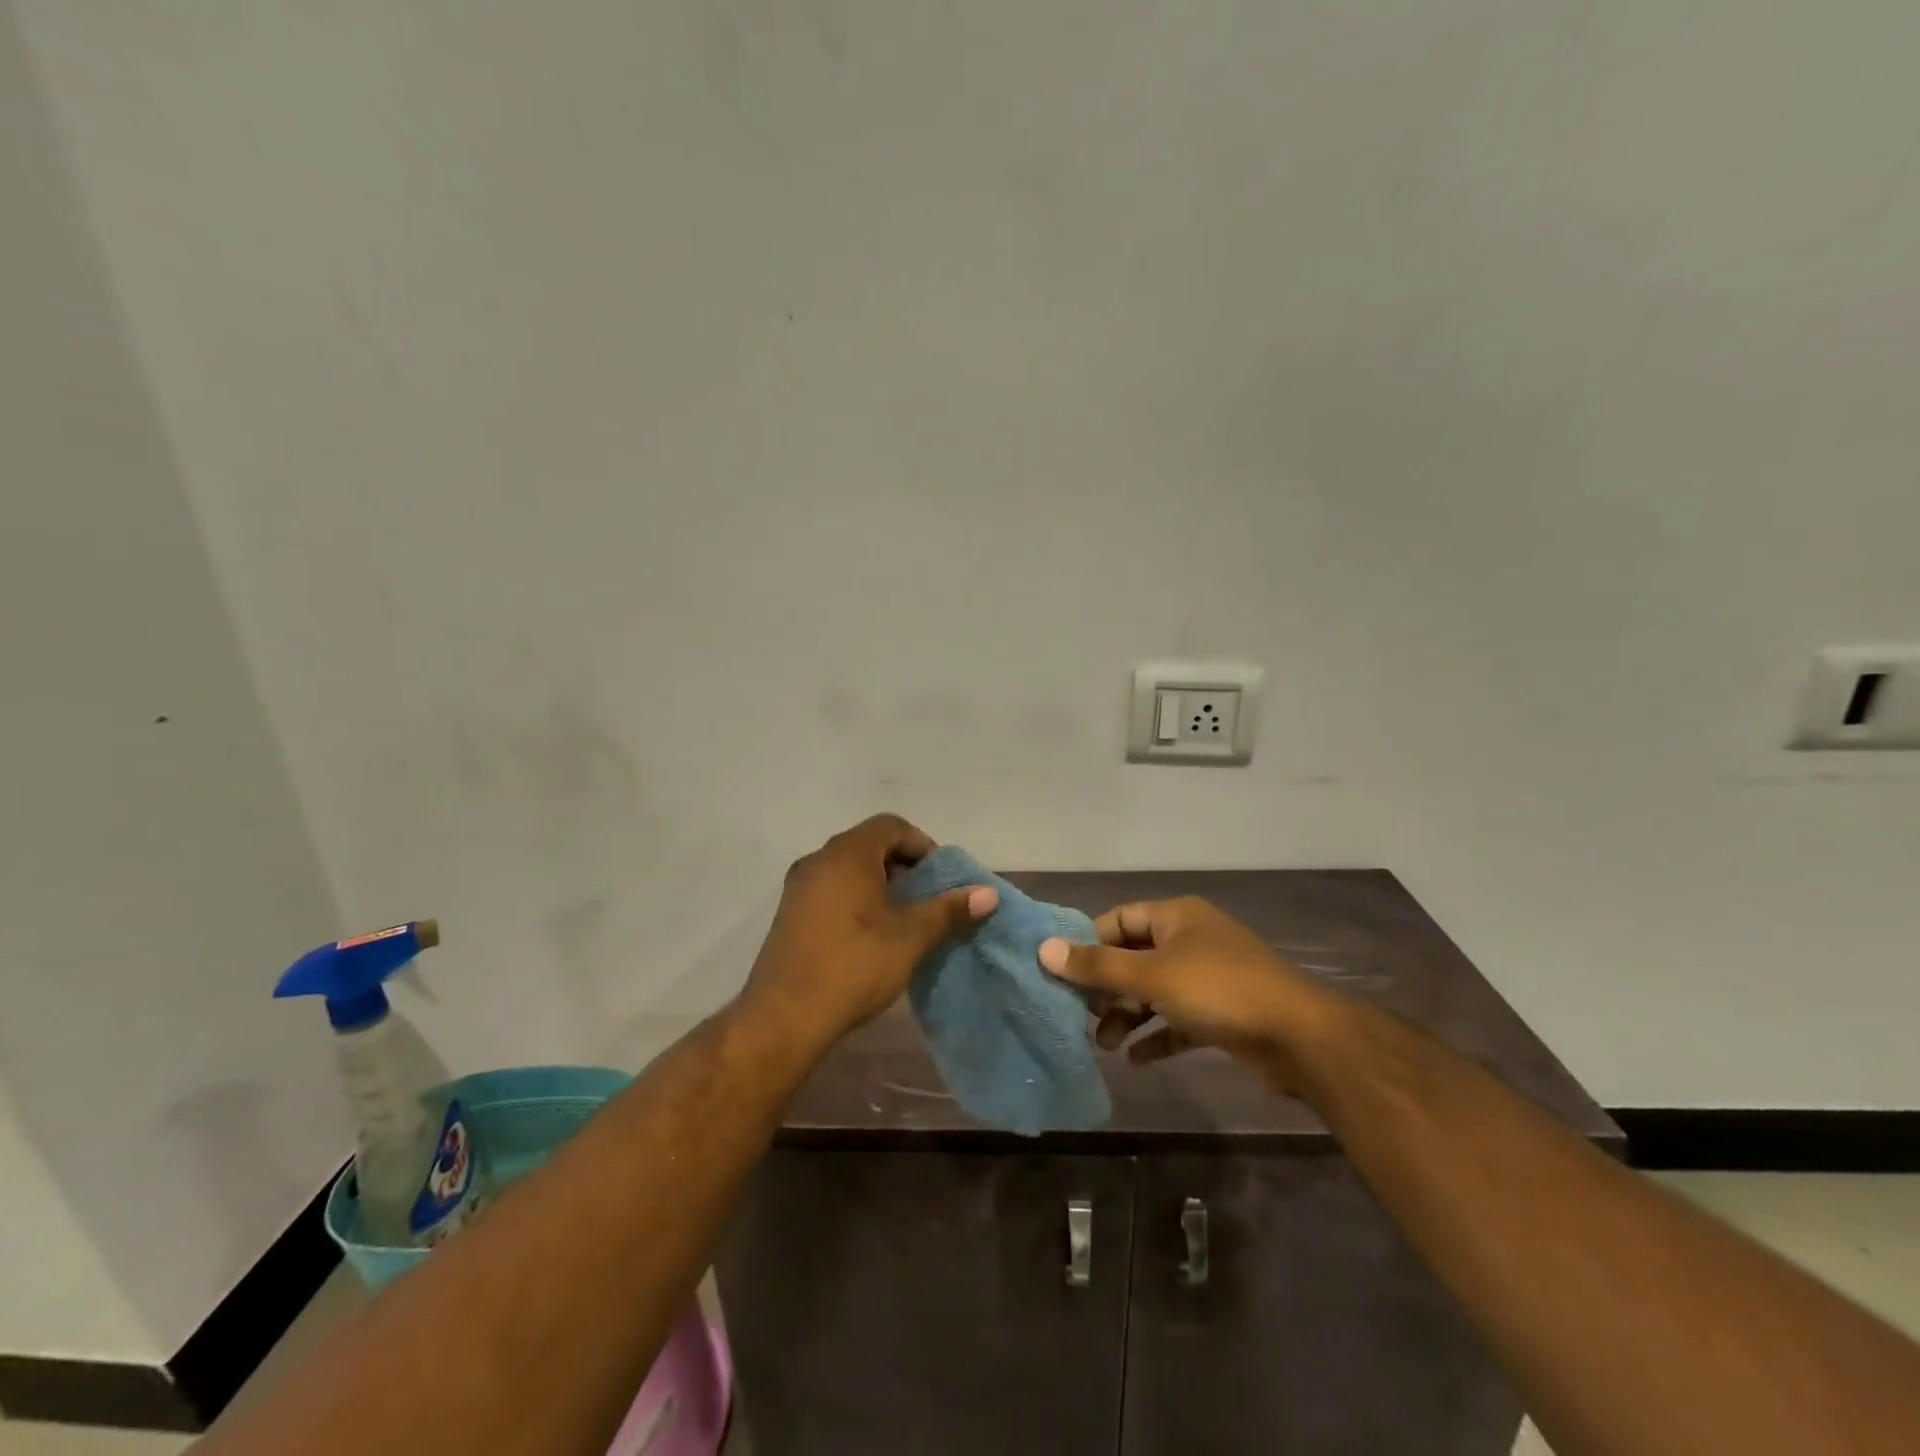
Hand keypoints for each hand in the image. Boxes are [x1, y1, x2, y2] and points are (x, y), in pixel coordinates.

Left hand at [745, 814, 997, 1044]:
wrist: (784, 1017)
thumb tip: (989, 894)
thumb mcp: (910, 937)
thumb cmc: (854, 965)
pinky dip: (856, 897)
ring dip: (880, 882)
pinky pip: (831, 888)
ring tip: (904, 917)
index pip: (891, 826)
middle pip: (869, 844)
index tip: (941, 877)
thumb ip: (948, 910)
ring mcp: (799, 886)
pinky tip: (871, 933)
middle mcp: (819, 859)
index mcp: (847, 854)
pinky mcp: (790, 912)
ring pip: (849, 867)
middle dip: (903, 865)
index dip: (922, 845)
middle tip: (927, 897)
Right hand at [1038, 897, 1335, 1094]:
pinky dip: (1156, 1036)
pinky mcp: (1221, 1014)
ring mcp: (1208, 978)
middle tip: (1082, 1016)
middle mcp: (1191, 941)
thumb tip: (1044, 950)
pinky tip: (1135, 1060)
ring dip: (1128, 1015)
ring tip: (1105, 1045)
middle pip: (1134, 958)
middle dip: (1106, 988)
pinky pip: (1177, 1021)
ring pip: (1154, 992)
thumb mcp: (1152, 976)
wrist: (1299, 1038)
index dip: (1089, 943)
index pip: (1119, 920)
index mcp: (1176, 917)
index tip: (1062, 972)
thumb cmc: (1219, 990)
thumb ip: (1098, 966)